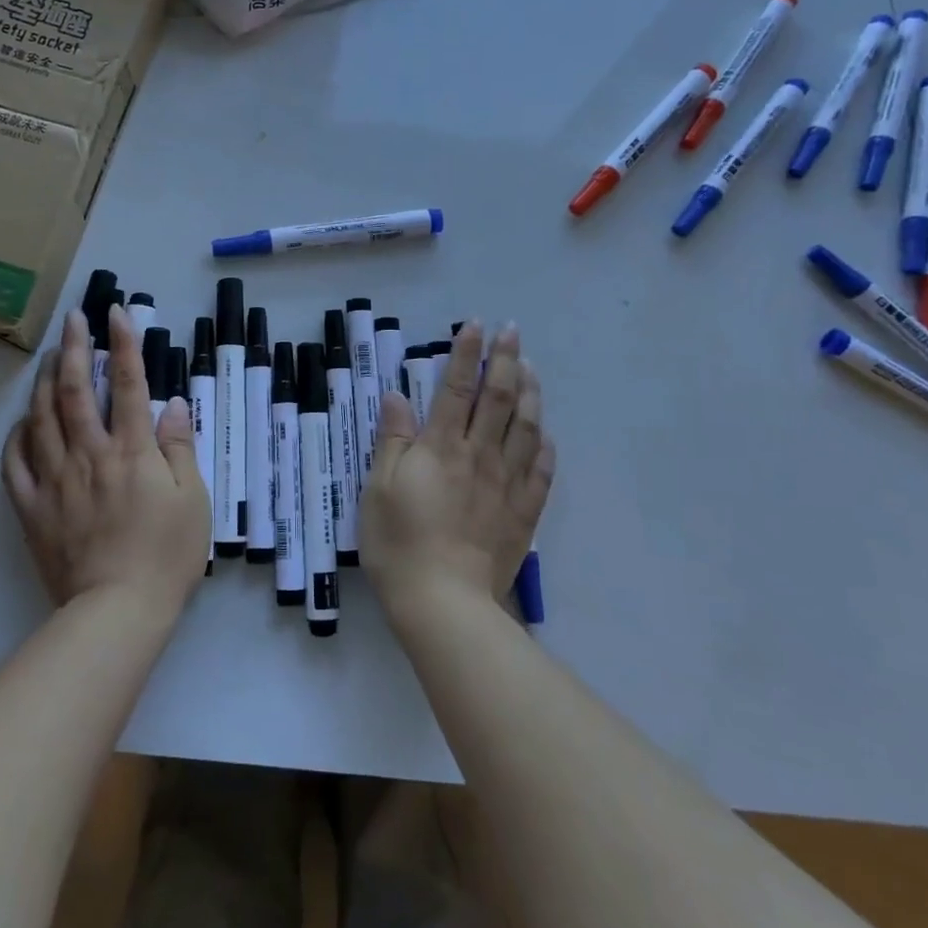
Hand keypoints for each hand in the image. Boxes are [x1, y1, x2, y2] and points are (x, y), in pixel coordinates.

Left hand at [1, 305, 209, 613]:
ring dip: (43, 382)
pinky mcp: (33, 508)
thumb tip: (171, 404)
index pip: (129, 382)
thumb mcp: (193, 498)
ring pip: (41, 418)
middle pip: (75, 390)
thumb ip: (179, 447)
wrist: (117, 611)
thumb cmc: (166, 554)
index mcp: (131, 450)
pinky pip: (15, 464)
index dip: (122, 342)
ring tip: (47, 358)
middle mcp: (89, 454)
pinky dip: (16, 437)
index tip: (115, 311)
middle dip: (73, 348)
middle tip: (72, 319)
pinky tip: (21, 423)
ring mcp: (55, 480)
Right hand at [360, 321, 555, 617]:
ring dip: (531, 394)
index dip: (465, 354)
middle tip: (513, 332)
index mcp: (441, 447)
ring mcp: (506, 484)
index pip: (456, 388)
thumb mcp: (378, 488)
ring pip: (527, 428)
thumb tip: (398, 396)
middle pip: (499, 399)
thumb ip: (392, 440)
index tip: (475, 325)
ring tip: (532, 369)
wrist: (444, 603)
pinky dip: (547, 448)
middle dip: (506, 360)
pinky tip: (548, 436)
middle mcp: (479, 456)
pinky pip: (542, 473)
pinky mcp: (523, 514)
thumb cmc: (399, 543)